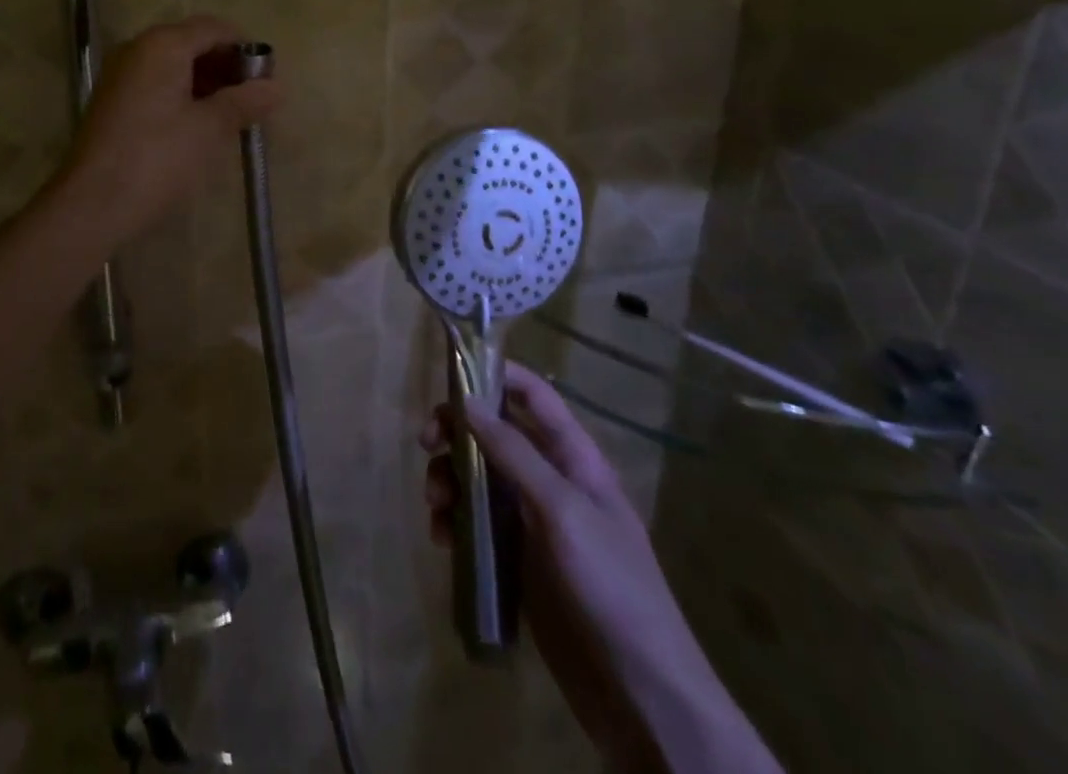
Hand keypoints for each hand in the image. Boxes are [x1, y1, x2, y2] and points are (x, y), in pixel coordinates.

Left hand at [56, 16, 280, 245]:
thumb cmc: (158, 158)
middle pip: (192, 43)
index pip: (214, 28)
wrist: (93, 203)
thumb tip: (277, 87)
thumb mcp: (210, 128)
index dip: (245, 48)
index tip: (268, 79)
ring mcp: (121, 75)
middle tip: (254, 100)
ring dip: (206, 84)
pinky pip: (156, 85)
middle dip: (226, 67)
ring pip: (173, 66)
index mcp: (162, 45)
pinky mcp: (113, 102)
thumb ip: (245, 102)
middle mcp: (137, 49)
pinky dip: (182, 96)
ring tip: (232, 116)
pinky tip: (200, 125)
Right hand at [424, 365, 777, 773]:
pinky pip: (476, 522)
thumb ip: (514, 452)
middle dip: (457, 432)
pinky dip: (454, 521)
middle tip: (426, 444)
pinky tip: (443, 540)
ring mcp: (532, 521)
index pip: (533, 396)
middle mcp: (550, 480)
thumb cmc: (610, 585)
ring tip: (435, 506)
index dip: (496, 376)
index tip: (451, 376)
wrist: (641, 692)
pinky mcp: (517, 559)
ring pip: (478, 477)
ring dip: (449, 480)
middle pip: (494, 433)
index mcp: (573, 458)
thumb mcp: (562, 509)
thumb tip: (467, 400)